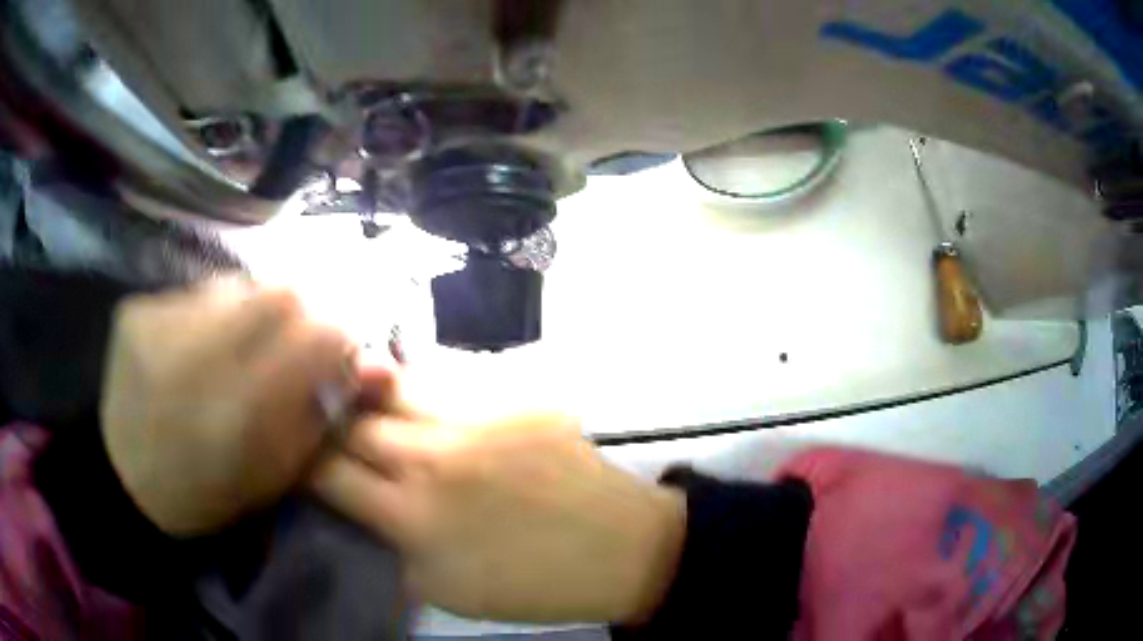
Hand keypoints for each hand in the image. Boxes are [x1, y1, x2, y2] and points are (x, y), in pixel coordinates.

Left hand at [101, 280, 352, 535]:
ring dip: (251, 310)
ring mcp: (159, 325)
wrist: (126, 481)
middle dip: (301, 312)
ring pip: (235, 285)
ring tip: (236, 344)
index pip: (316, 335)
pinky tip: (196, 346)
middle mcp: (198, 356)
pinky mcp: (136, 311)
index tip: (339, 349)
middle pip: (279, 292)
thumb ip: (322, 414)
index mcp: (239, 412)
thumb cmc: (208, 493)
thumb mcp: (276, 473)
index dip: (339, 334)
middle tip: (291, 339)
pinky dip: (209, 314)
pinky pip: (194, 293)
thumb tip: (374, 363)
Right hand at [310, 410, 685, 624]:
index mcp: (415, 517)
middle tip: (320, 427)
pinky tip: (415, 396)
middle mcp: (436, 457)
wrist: (620, 549)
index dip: (301, 462)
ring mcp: (478, 417)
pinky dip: (420, 388)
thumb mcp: (443, 589)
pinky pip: (448, 378)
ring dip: (369, 397)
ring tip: (360, 400)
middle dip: (328, 425)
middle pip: (353, 422)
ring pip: (395, 386)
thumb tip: (352, 506)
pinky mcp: (515, 395)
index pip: (327, 473)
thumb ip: (388, 544)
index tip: (296, 459)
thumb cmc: (530, 585)